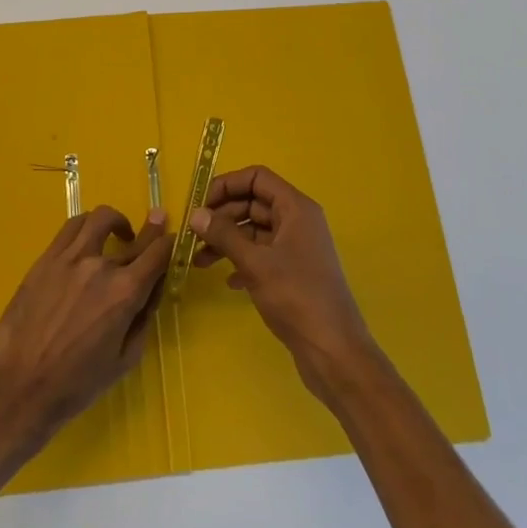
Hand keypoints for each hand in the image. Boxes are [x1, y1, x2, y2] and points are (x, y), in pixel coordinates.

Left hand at [0, 204, 170, 440]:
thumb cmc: (77, 383)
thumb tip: (151, 290)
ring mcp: (70, 258)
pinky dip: (86, 226)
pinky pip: (70, 228)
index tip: (172, 240)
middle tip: (158, 220)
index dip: (170, 243)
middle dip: (152, 228)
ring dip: (116, 221)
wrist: (20, 386)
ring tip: (116, 233)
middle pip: (134, 236)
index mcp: (125, 293)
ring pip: (99, 219)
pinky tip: (86, 240)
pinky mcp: (46, 259)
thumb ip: (143, 319)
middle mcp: (101, 267)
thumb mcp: (126, 359)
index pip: (158, 253)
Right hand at [190, 166, 378, 401]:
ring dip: (227, 241)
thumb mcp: (255, 263)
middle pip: (254, 203)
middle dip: (222, 216)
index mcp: (295, 208)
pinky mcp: (293, 272)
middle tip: (193, 235)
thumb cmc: (296, 297)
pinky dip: (242, 261)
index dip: (227, 184)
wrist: (333, 350)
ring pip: (255, 231)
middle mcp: (298, 221)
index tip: (200, 203)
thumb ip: (224, 235)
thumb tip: (196, 214)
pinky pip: (262, 254)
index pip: (257, 178)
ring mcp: (296, 247)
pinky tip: (227, 281)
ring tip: (199, 261)